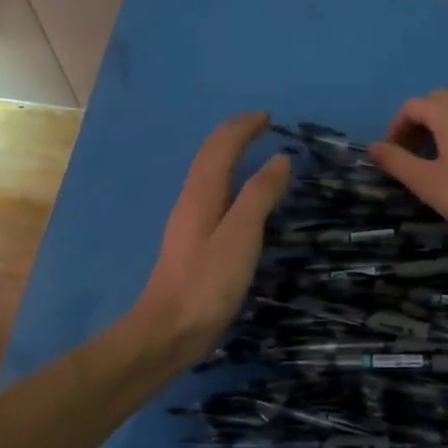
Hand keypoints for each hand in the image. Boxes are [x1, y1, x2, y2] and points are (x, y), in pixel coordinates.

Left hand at [131, 111, 290, 366]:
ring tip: (254, 152)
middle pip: (210, 155)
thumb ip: (260, 195)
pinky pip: (213, 195)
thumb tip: (280, 159)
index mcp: (202, 193)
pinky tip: (241, 199)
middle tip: (262, 126)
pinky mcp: (193, 243)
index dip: (243, 127)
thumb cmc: (207, 282)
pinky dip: (231, 181)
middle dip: (235, 135)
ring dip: (230, 155)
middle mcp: (192, 200)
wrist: (168, 330)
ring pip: (210, 175)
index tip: (269, 117)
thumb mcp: (241, 235)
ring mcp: (189, 222)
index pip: (221, 146)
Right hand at [369, 90, 447, 250]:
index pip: (411, 107)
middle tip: (413, 158)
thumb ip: (396, 161)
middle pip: (437, 103)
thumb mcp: (427, 183)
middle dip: (419, 126)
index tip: (393, 156)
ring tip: (441, 161)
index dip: (396, 129)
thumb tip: (373, 147)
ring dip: (443, 128)